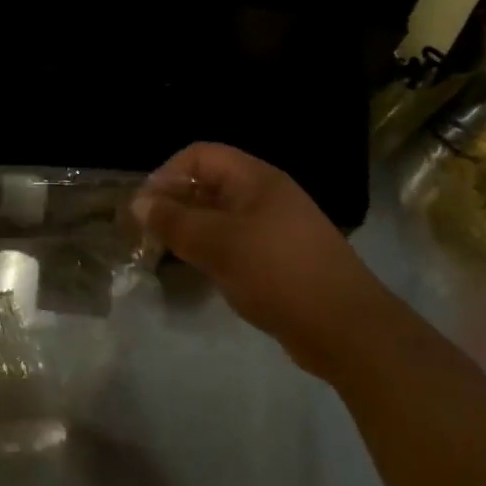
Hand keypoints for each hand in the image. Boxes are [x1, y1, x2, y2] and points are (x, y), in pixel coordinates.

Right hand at [134, 143, 375, 377]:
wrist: (347, 329)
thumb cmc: (278, 273)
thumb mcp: (218, 244)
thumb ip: (174, 221)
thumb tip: (138, 202)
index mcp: (256, 179)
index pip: (200, 155)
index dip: (168, 173)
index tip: (145, 207)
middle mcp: (265, 196)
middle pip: (209, 184)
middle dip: (175, 203)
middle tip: (146, 234)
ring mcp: (274, 228)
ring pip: (220, 217)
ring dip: (190, 230)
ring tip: (164, 254)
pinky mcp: (279, 259)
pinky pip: (235, 243)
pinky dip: (211, 251)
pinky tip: (198, 272)